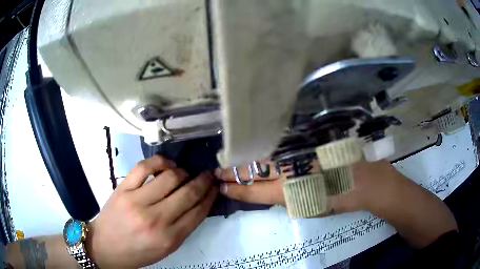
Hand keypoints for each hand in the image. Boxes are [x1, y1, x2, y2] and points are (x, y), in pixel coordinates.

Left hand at [87, 155, 217, 267]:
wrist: (105, 247)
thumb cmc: (137, 252)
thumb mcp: (166, 249)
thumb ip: (183, 228)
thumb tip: (198, 204)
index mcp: (170, 238)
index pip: (198, 212)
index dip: (210, 196)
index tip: (215, 186)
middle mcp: (156, 219)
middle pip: (188, 193)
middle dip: (203, 181)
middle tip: (207, 175)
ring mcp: (137, 201)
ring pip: (169, 177)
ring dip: (183, 172)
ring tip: (184, 173)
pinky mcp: (123, 189)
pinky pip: (145, 167)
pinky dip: (160, 162)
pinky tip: (167, 164)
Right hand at [216, 160, 399, 214]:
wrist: (365, 179)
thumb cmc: (339, 198)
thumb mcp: (308, 207)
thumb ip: (285, 198)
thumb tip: (266, 189)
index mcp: (290, 190)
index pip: (254, 191)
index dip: (236, 189)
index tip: (221, 186)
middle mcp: (290, 167)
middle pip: (253, 169)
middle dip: (232, 172)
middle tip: (217, 172)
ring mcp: (299, 150)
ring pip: (263, 154)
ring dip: (244, 158)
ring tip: (229, 161)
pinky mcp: (308, 139)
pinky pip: (280, 142)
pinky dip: (265, 146)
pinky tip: (254, 145)